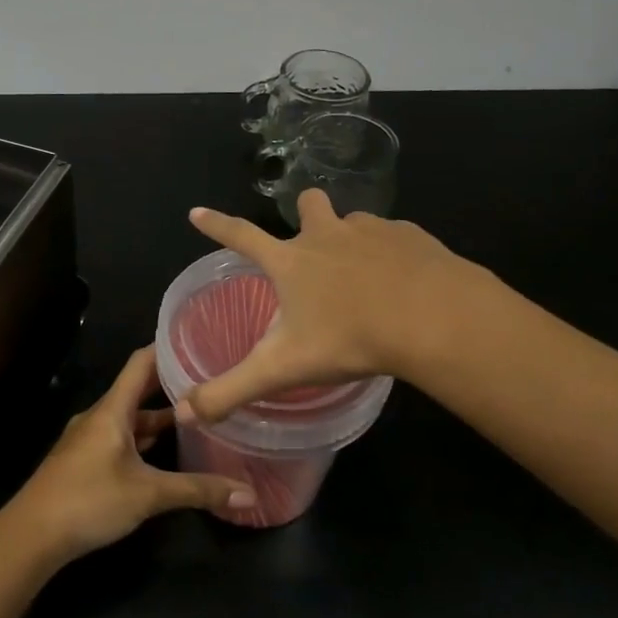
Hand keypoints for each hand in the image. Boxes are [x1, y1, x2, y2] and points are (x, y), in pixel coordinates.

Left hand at [5, 347, 254, 563]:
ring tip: (196, 413)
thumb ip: (198, 490)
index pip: (141, 362)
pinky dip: (144, 437)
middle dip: (171, 383)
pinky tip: (164, 450)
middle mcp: (100, 416)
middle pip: (138, 389)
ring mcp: (89, 439)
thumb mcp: (148, 494)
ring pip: (129, 417)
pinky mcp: (85, 461)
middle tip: (209, 378)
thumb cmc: (89, 500)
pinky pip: (120, 437)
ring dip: (158, 415)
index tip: (200, 340)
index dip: (168, 348)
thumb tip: (248, 494)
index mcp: (112, 410)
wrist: (31, 535)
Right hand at [179, 189, 492, 422]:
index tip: (197, 212)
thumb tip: (184, 413)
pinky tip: (405, 282)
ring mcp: (372, 230)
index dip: (216, 225)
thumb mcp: (283, 369)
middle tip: (313, 242)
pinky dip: (394, 253)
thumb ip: (231, 391)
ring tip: (366, 275)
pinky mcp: (412, 236)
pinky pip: (396, 237)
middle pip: (308, 204)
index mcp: (291, 260)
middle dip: (306, 213)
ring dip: (353, 238)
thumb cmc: (349, 338)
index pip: (241, 236)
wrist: (433, 318)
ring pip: (355, 222)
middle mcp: (327, 234)